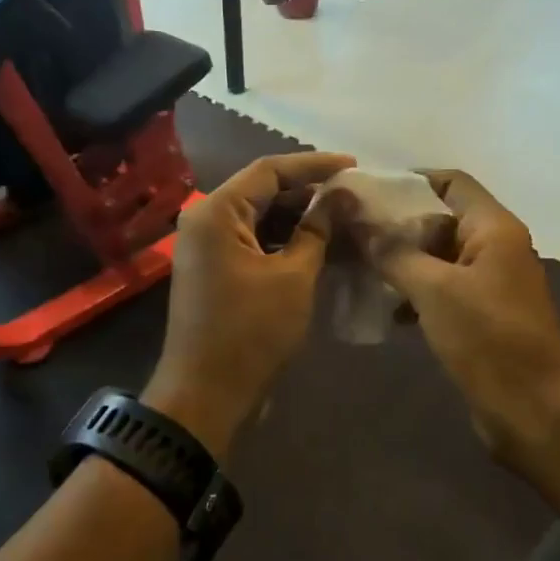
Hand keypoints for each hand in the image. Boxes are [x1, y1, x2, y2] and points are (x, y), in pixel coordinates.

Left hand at [146, 151, 355, 458]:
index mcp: (216, 212)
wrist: (206, 394)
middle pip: (262, 192)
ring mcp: (207, 248)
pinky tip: (320, 246)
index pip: (269, 170)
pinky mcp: (215, 271)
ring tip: (344, 219)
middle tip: (353, 196)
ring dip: (299, 219)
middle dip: (308, 193)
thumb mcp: (293, 277)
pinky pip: (253, 243)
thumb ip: (317, 230)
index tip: (353, 166)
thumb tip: (341, 196)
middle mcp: (205, 221)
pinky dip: (284, 242)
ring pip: (259, 218)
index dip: (314, 165)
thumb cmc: (251, 332)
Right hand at [363, 171, 559, 462]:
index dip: (410, 181)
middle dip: (398, 224)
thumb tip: (359, 225)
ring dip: (402, 260)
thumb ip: (394, 253)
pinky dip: (415, 291)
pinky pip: (443, 289)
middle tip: (352, 233)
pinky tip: (386, 308)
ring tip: (359, 267)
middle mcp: (495, 247)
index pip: (451, 182)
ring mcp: (490, 283)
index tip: (366, 194)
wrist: (534, 410)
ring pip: (439, 257)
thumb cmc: (488, 338)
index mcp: (494, 228)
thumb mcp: (434, 290)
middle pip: (442, 218)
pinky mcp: (482, 316)